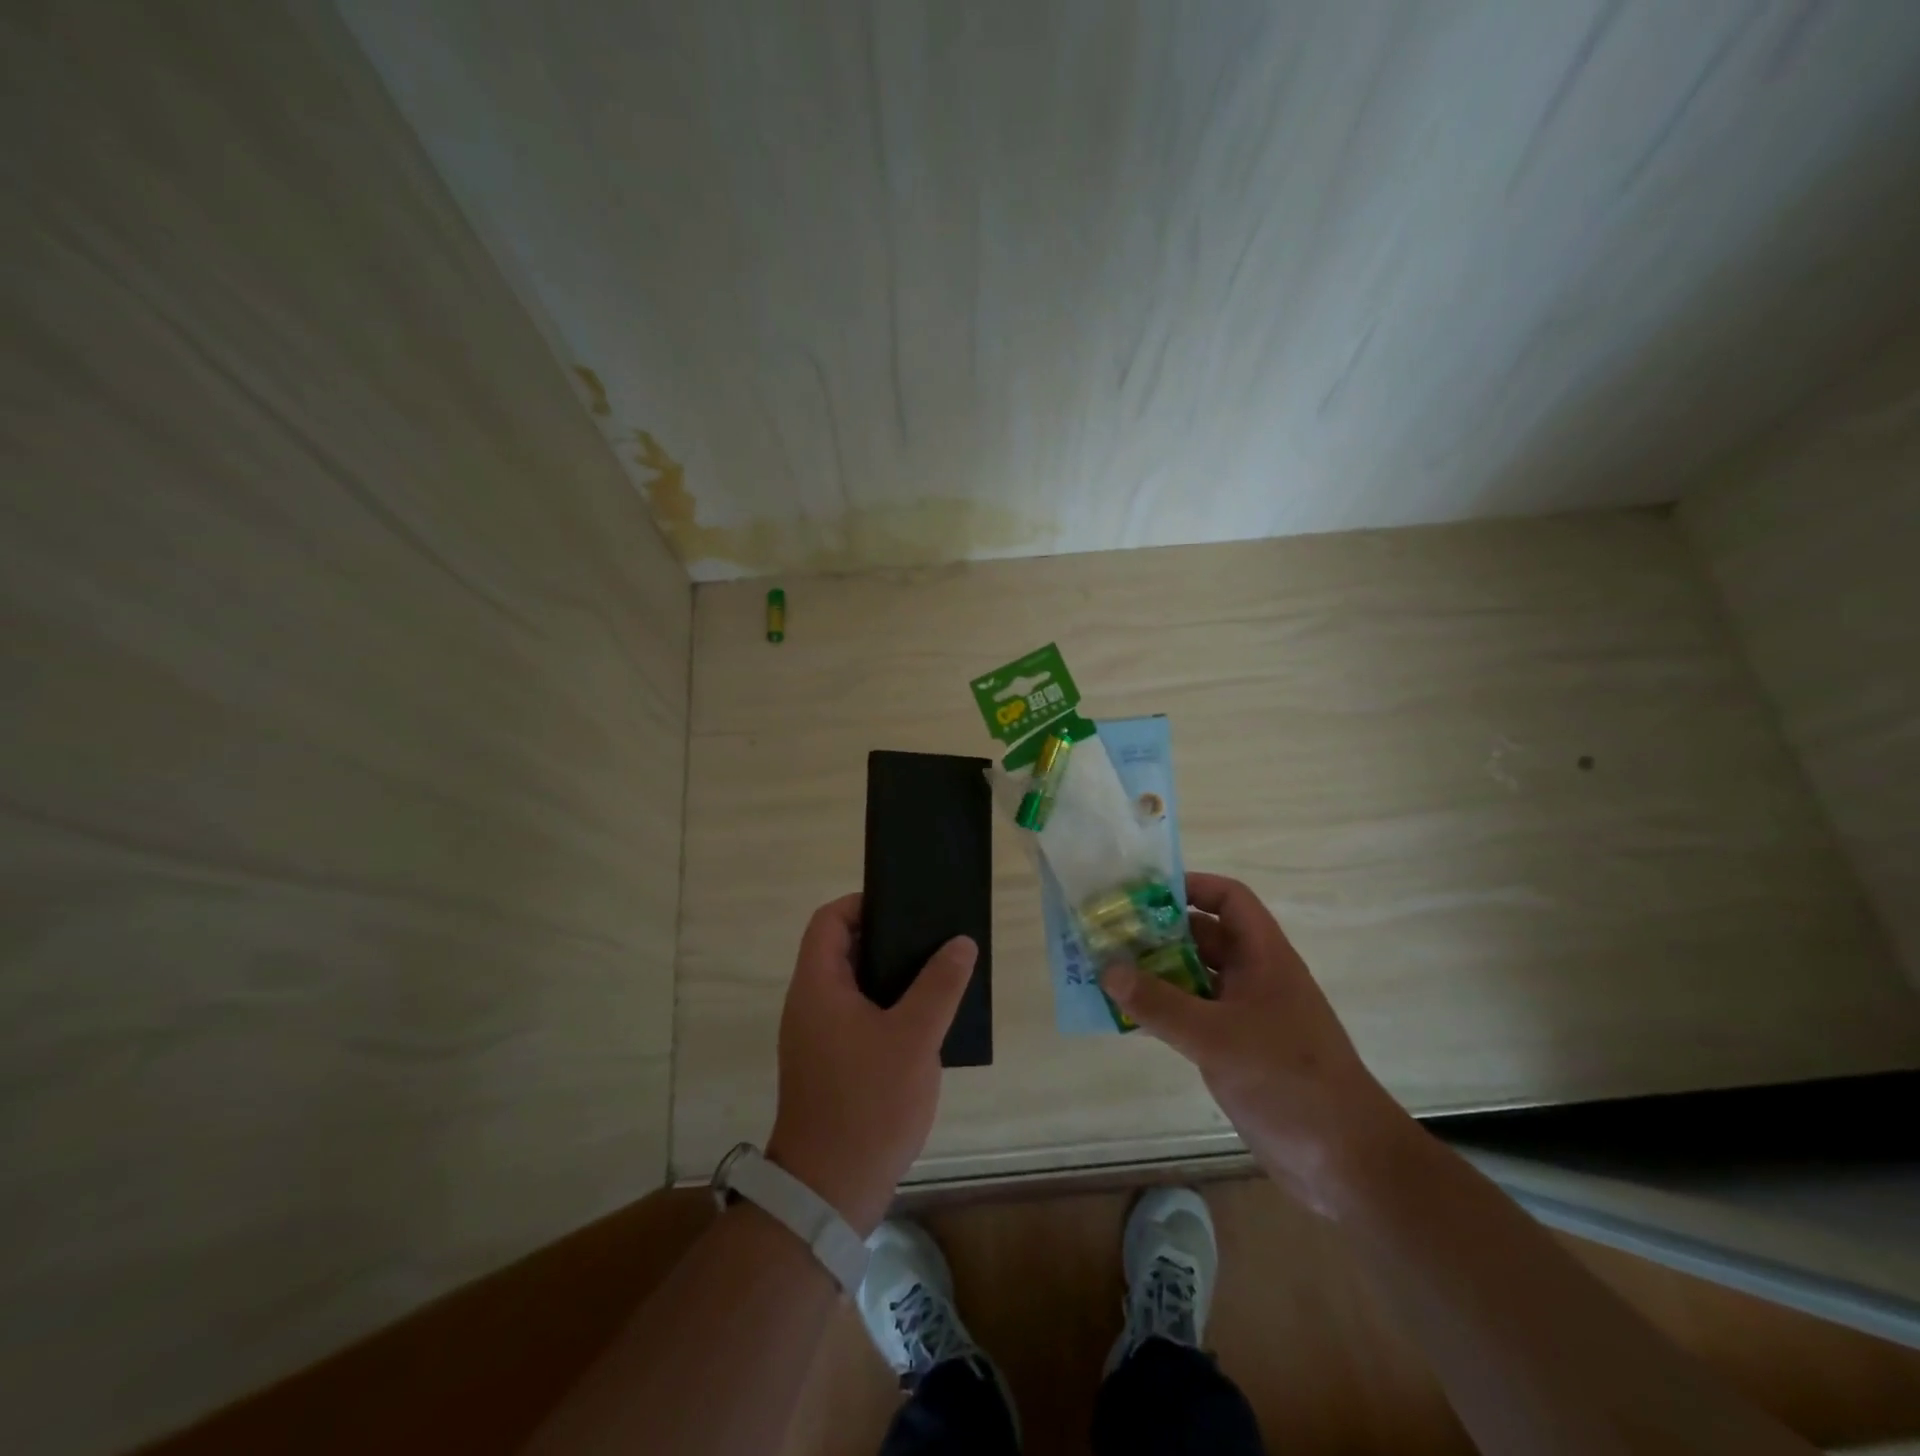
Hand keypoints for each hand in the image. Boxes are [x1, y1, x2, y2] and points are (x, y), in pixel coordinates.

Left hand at [765, 894, 975, 1234]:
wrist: (830, 1192)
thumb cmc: (869, 1103)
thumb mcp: (914, 1037)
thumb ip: (939, 985)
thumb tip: (960, 942)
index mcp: (817, 986)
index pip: (829, 920)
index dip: (863, 904)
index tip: (905, 908)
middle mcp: (808, 1004)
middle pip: (841, 950)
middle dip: (886, 939)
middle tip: (932, 939)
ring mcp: (815, 1038)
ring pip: (852, 986)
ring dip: (890, 976)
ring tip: (936, 974)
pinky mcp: (828, 1065)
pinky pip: (856, 1017)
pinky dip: (886, 1008)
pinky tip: (924, 1022)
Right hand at [1100, 872, 1412, 1215]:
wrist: (1346, 1163)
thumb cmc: (1288, 1081)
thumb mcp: (1217, 1038)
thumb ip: (1160, 1004)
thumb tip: (1108, 970)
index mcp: (1264, 957)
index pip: (1229, 900)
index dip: (1191, 887)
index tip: (1142, 894)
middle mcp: (1255, 978)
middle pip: (1204, 938)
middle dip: (1158, 933)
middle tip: (1109, 934)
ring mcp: (1245, 1016)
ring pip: (1194, 979)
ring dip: (1155, 975)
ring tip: (1106, 972)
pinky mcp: (1236, 1051)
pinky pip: (1191, 1017)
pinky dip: (1161, 1012)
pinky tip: (1126, 1018)